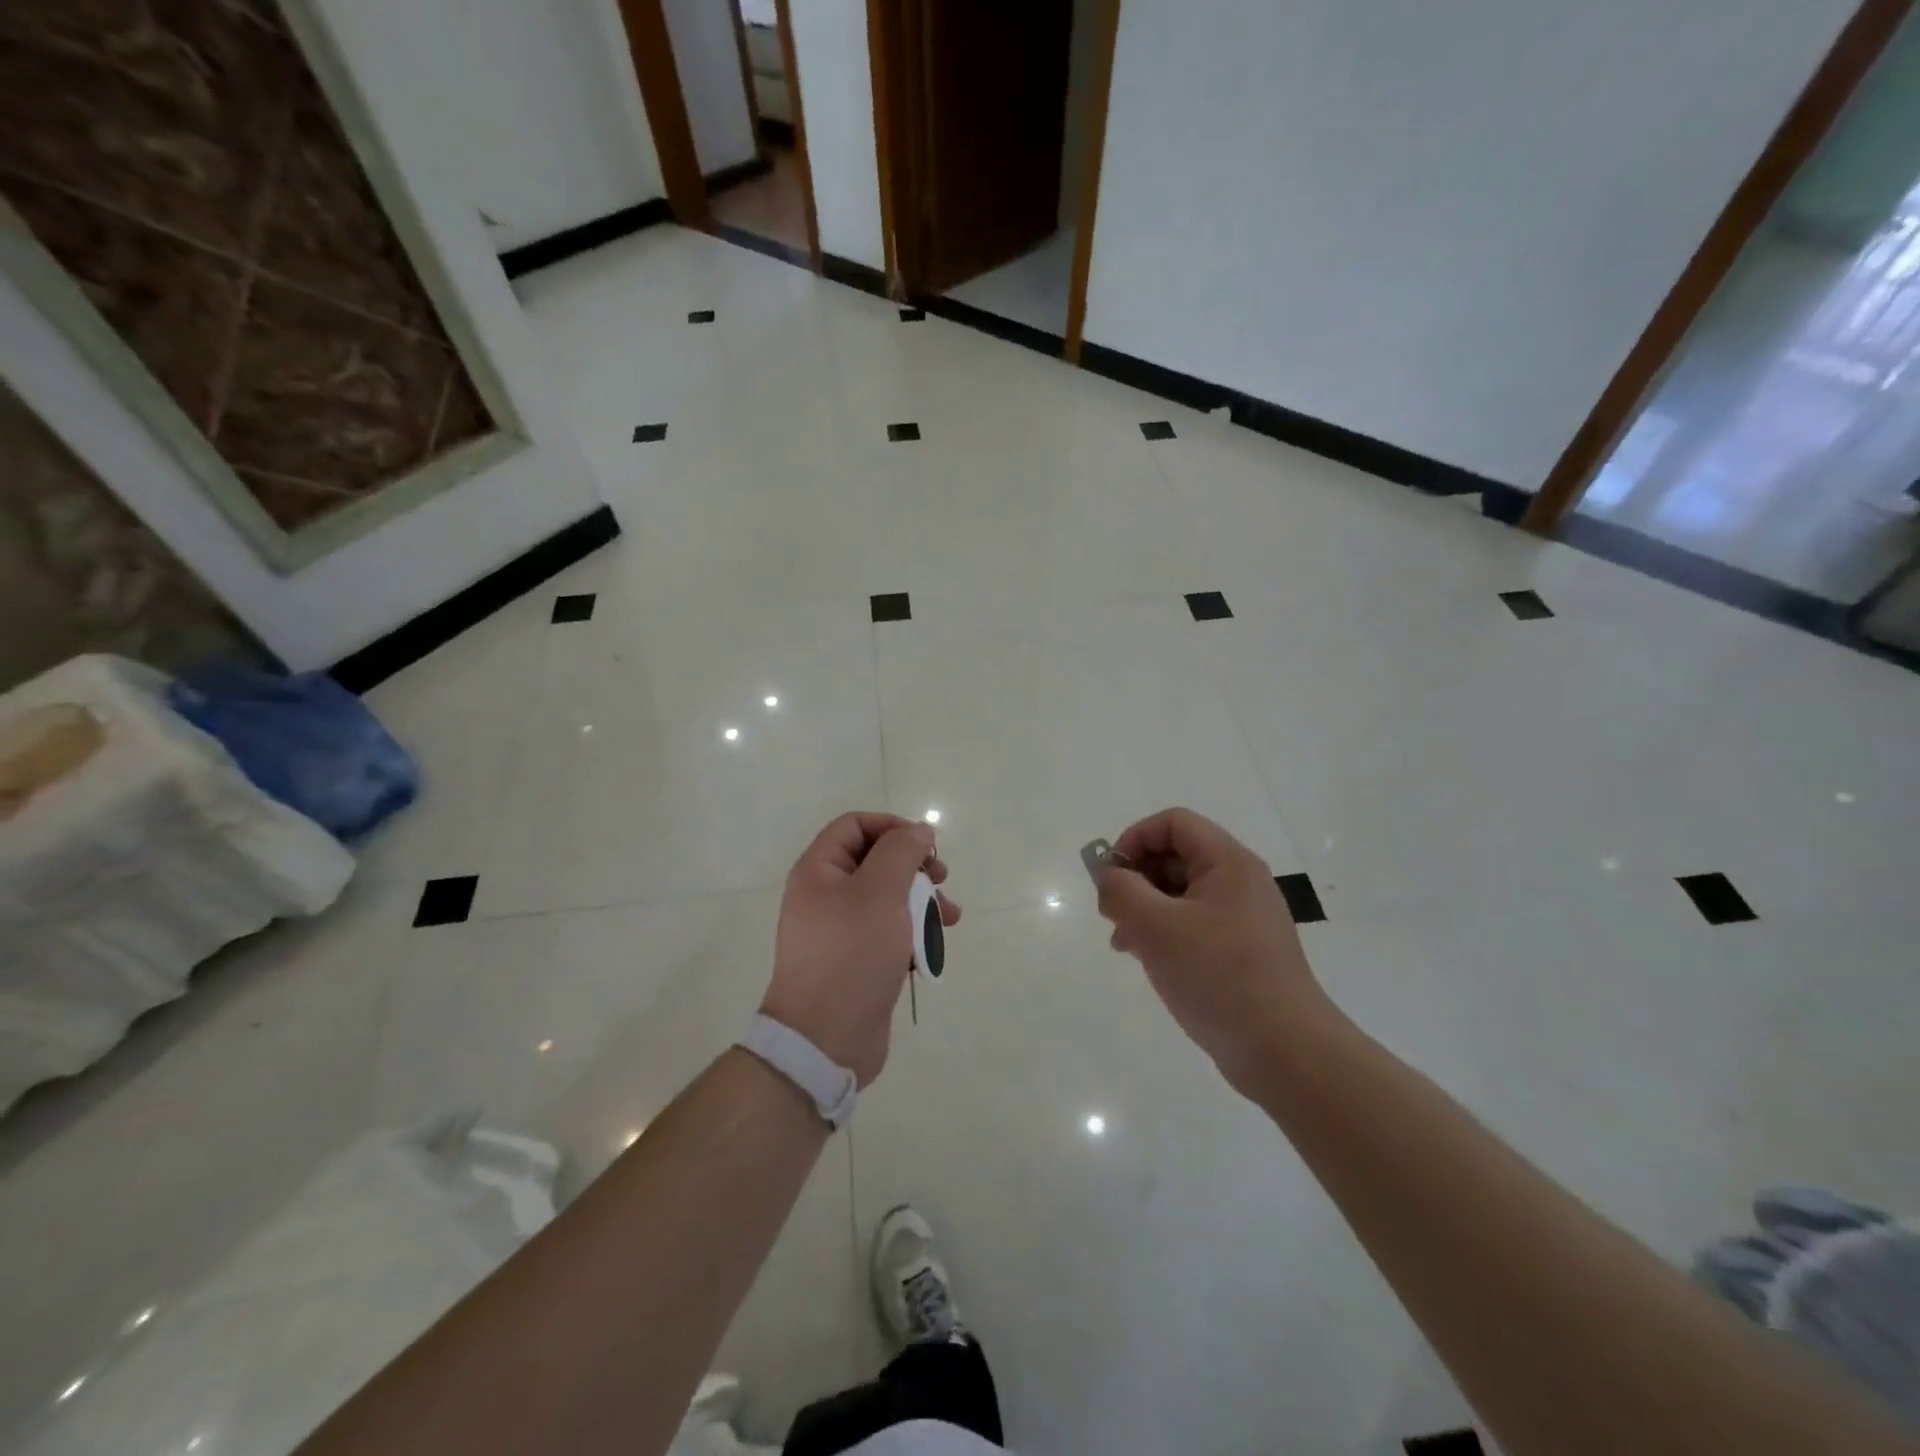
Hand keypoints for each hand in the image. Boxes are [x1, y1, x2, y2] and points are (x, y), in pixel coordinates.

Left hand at [763, 812, 959, 1086]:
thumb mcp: (880, 892)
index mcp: (819, 871)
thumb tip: (920, 830)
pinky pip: (889, 932)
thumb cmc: (851, 954)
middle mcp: (826, 895)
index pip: (855, 825)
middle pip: (876, 860)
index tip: (926, 845)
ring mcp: (841, 930)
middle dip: (915, 867)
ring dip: (922, 901)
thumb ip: (902, 852)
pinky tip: (934, 947)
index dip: (892, 827)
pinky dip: (914, 933)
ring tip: (950, 917)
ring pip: (888, 898)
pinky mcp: (858, 960)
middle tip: (942, 879)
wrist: (825, 1040)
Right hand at [1096, 808, 1334, 1094]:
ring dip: (1145, 908)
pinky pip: (1194, 924)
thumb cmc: (1218, 977)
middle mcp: (1240, 881)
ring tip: (1123, 943)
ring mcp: (1244, 917)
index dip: (1134, 840)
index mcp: (1228, 862)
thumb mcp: (1156, 927)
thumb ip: (1121, 890)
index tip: (1112, 879)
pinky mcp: (1242, 950)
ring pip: (1181, 893)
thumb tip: (1109, 877)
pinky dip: (1165, 932)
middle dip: (1136, 878)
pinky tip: (1149, 962)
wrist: (1285, 1051)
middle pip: (1176, 856)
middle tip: (1112, 914)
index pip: (1173, 823)